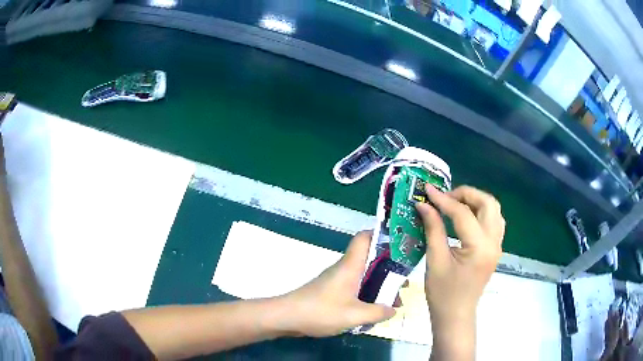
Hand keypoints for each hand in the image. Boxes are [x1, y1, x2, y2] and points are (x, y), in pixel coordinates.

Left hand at [277, 231, 395, 336]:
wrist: (286, 317)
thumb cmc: (320, 311)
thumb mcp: (354, 315)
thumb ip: (377, 312)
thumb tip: (393, 309)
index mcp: (350, 266)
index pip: (364, 238)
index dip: (381, 235)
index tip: (399, 244)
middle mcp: (344, 269)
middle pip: (370, 260)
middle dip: (388, 270)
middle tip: (403, 284)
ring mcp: (336, 280)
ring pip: (363, 277)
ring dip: (378, 287)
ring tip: (392, 302)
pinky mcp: (331, 292)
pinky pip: (354, 289)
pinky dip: (366, 296)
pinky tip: (371, 312)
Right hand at [416, 185, 504, 357]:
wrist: (456, 315)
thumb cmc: (443, 293)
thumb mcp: (435, 260)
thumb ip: (433, 229)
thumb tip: (424, 204)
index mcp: (480, 247)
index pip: (463, 213)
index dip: (443, 200)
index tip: (427, 190)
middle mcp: (494, 242)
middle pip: (487, 203)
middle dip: (466, 194)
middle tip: (445, 198)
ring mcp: (497, 245)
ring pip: (494, 209)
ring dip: (475, 201)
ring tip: (454, 204)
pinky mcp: (495, 248)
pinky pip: (494, 220)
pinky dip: (481, 212)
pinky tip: (466, 217)